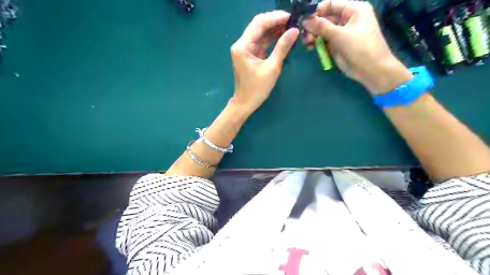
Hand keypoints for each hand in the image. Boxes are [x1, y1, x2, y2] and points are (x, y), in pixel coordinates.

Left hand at [228, 10, 298, 113]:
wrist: (245, 103)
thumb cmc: (257, 89)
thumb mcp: (272, 68)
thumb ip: (282, 48)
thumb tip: (294, 31)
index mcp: (243, 46)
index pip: (259, 23)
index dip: (275, 18)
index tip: (291, 17)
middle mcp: (241, 44)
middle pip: (259, 25)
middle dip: (276, 22)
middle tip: (293, 22)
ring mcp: (245, 49)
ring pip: (261, 33)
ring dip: (275, 30)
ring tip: (291, 28)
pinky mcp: (250, 54)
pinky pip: (261, 42)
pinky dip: (272, 39)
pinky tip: (283, 36)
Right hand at [306, 0, 410, 94]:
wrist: (371, 70)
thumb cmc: (359, 48)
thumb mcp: (340, 35)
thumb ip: (321, 26)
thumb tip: (305, 20)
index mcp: (353, 10)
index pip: (331, 4)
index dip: (316, 11)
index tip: (304, 20)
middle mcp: (347, 19)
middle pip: (325, 17)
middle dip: (313, 26)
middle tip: (304, 35)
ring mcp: (342, 33)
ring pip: (323, 30)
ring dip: (313, 35)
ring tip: (307, 43)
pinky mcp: (338, 45)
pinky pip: (324, 40)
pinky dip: (317, 43)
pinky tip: (310, 47)